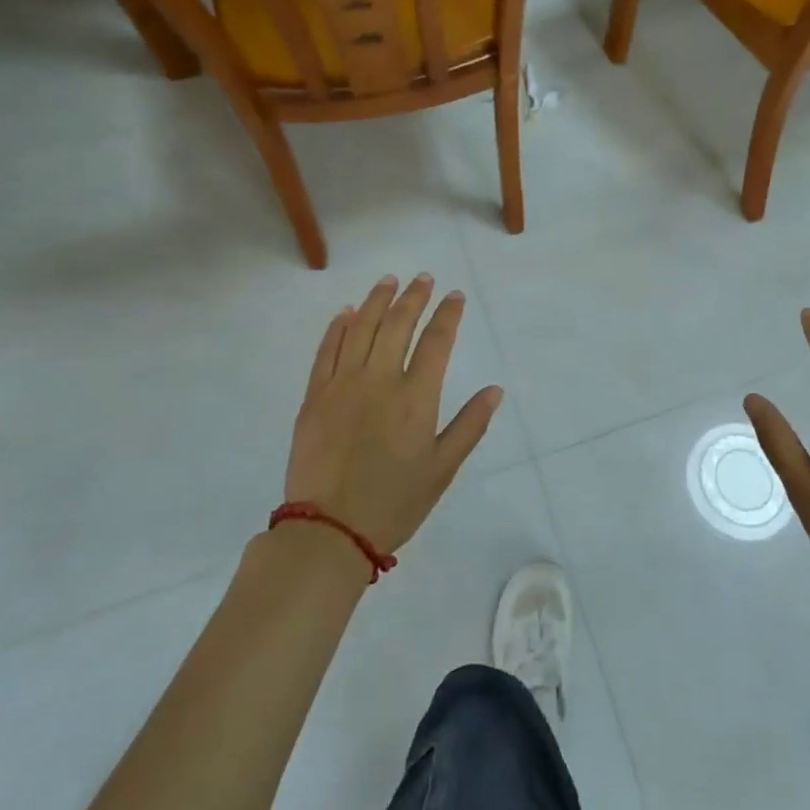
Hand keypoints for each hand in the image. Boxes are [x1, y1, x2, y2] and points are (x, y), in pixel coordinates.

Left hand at [286, 275, 502, 554]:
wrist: (328, 531)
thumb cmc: (394, 502)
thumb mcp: (442, 469)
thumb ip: (469, 425)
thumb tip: (495, 390)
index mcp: (415, 397)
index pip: (436, 341)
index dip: (448, 314)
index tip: (455, 296)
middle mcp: (379, 380)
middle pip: (398, 324)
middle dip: (414, 296)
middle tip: (423, 279)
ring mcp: (342, 384)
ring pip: (361, 328)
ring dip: (377, 300)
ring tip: (388, 281)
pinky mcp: (314, 396)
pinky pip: (326, 351)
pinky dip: (338, 327)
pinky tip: (346, 312)